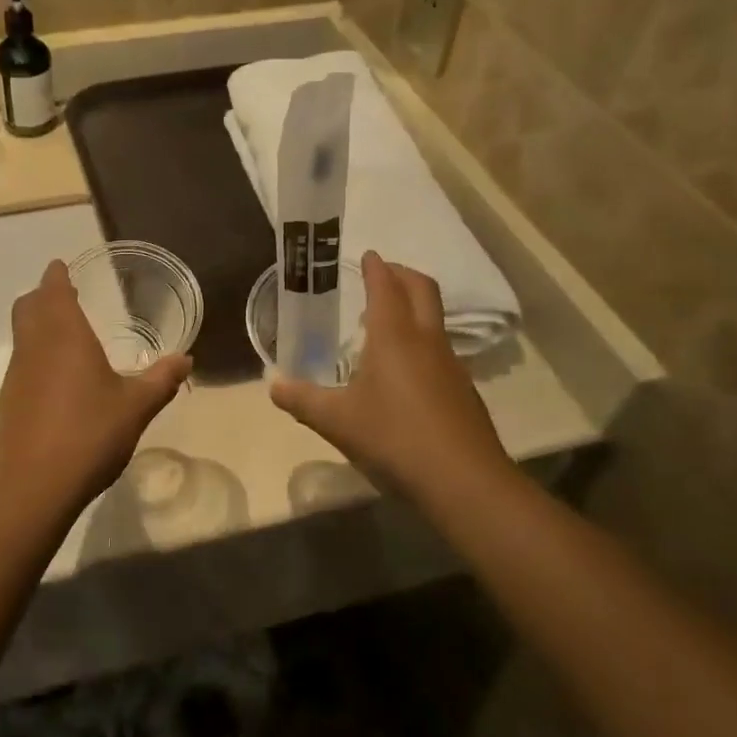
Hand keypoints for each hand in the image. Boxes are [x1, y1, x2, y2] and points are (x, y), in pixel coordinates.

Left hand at [0, 261, 191, 510]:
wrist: (32, 486)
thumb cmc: (88, 434)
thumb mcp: (135, 407)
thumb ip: (161, 380)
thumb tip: (186, 359)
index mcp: (65, 336)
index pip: (53, 291)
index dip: (56, 276)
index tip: (61, 266)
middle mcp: (34, 348)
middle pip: (28, 307)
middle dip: (42, 296)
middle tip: (63, 295)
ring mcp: (16, 376)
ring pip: (22, 337)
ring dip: (37, 327)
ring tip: (65, 338)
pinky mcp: (7, 404)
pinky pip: (21, 367)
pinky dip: (36, 360)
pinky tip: (57, 384)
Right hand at [270, 253, 509, 499]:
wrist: (464, 482)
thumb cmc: (394, 438)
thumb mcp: (336, 421)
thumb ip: (302, 400)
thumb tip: (273, 385)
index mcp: (394, 336)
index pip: (386, 286)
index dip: (376, 268)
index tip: (368, 255)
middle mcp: (427, 340)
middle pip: (422, 289)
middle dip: (402, 274)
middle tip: (382, 273)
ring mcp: (451, 365)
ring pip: (435, 319)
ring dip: (414, 307)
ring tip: (387, 322)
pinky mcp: (464, 391)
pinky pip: (441, 350)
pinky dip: (422, 341)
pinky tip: (406, 371)